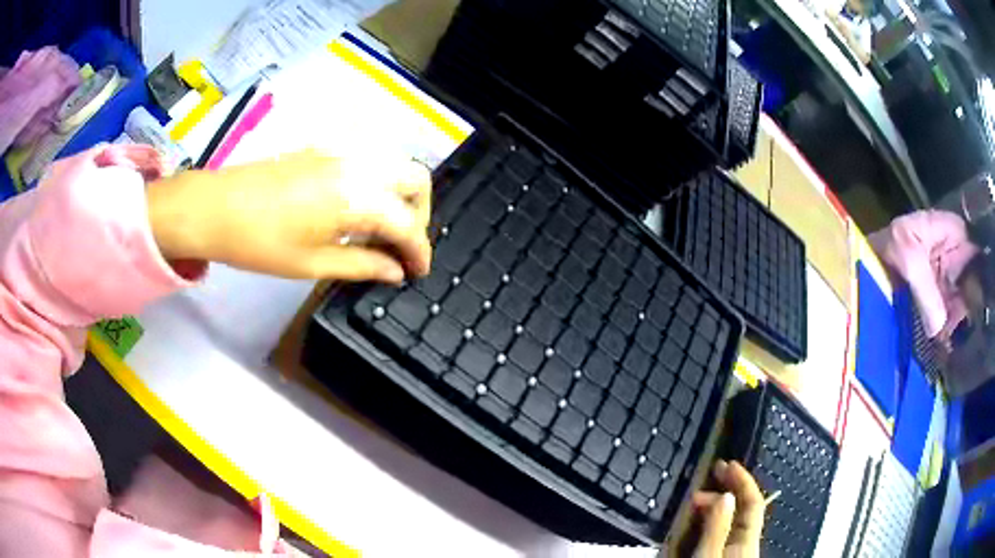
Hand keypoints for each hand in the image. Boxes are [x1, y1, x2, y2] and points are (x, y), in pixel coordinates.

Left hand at [147, 150, 432, 282]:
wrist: (214, 207)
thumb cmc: (259, 243)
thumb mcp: (311, 264)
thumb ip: (362, 265)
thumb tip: (396, 272)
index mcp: (356, 198)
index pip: (407, 224)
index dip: (419, 251)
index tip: (418, 273)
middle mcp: (358, 166)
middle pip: (415, 179)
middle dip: (420, 213)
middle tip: (402, 245)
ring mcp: (342, 152)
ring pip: (395, 163)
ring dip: (401, 194)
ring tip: (382, 228)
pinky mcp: (325, 148)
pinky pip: (369, 158)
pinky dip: (378, 180)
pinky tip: (357, 206)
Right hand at [690, 460, 765, 557]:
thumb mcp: (709, 553)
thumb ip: (717, 526)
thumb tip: (726, 494)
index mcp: (748, 540)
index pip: (754, 503)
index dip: (743, 480)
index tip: (727, 464)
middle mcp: (744, 544)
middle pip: (740, 510)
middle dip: (722, 492)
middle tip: (701, 484)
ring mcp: (731, 552)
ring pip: (727, 522)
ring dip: (711, 508)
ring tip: (692, 504)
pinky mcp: (718, 557)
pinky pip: (717, 535)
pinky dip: (706, 524)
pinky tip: (693, 524)